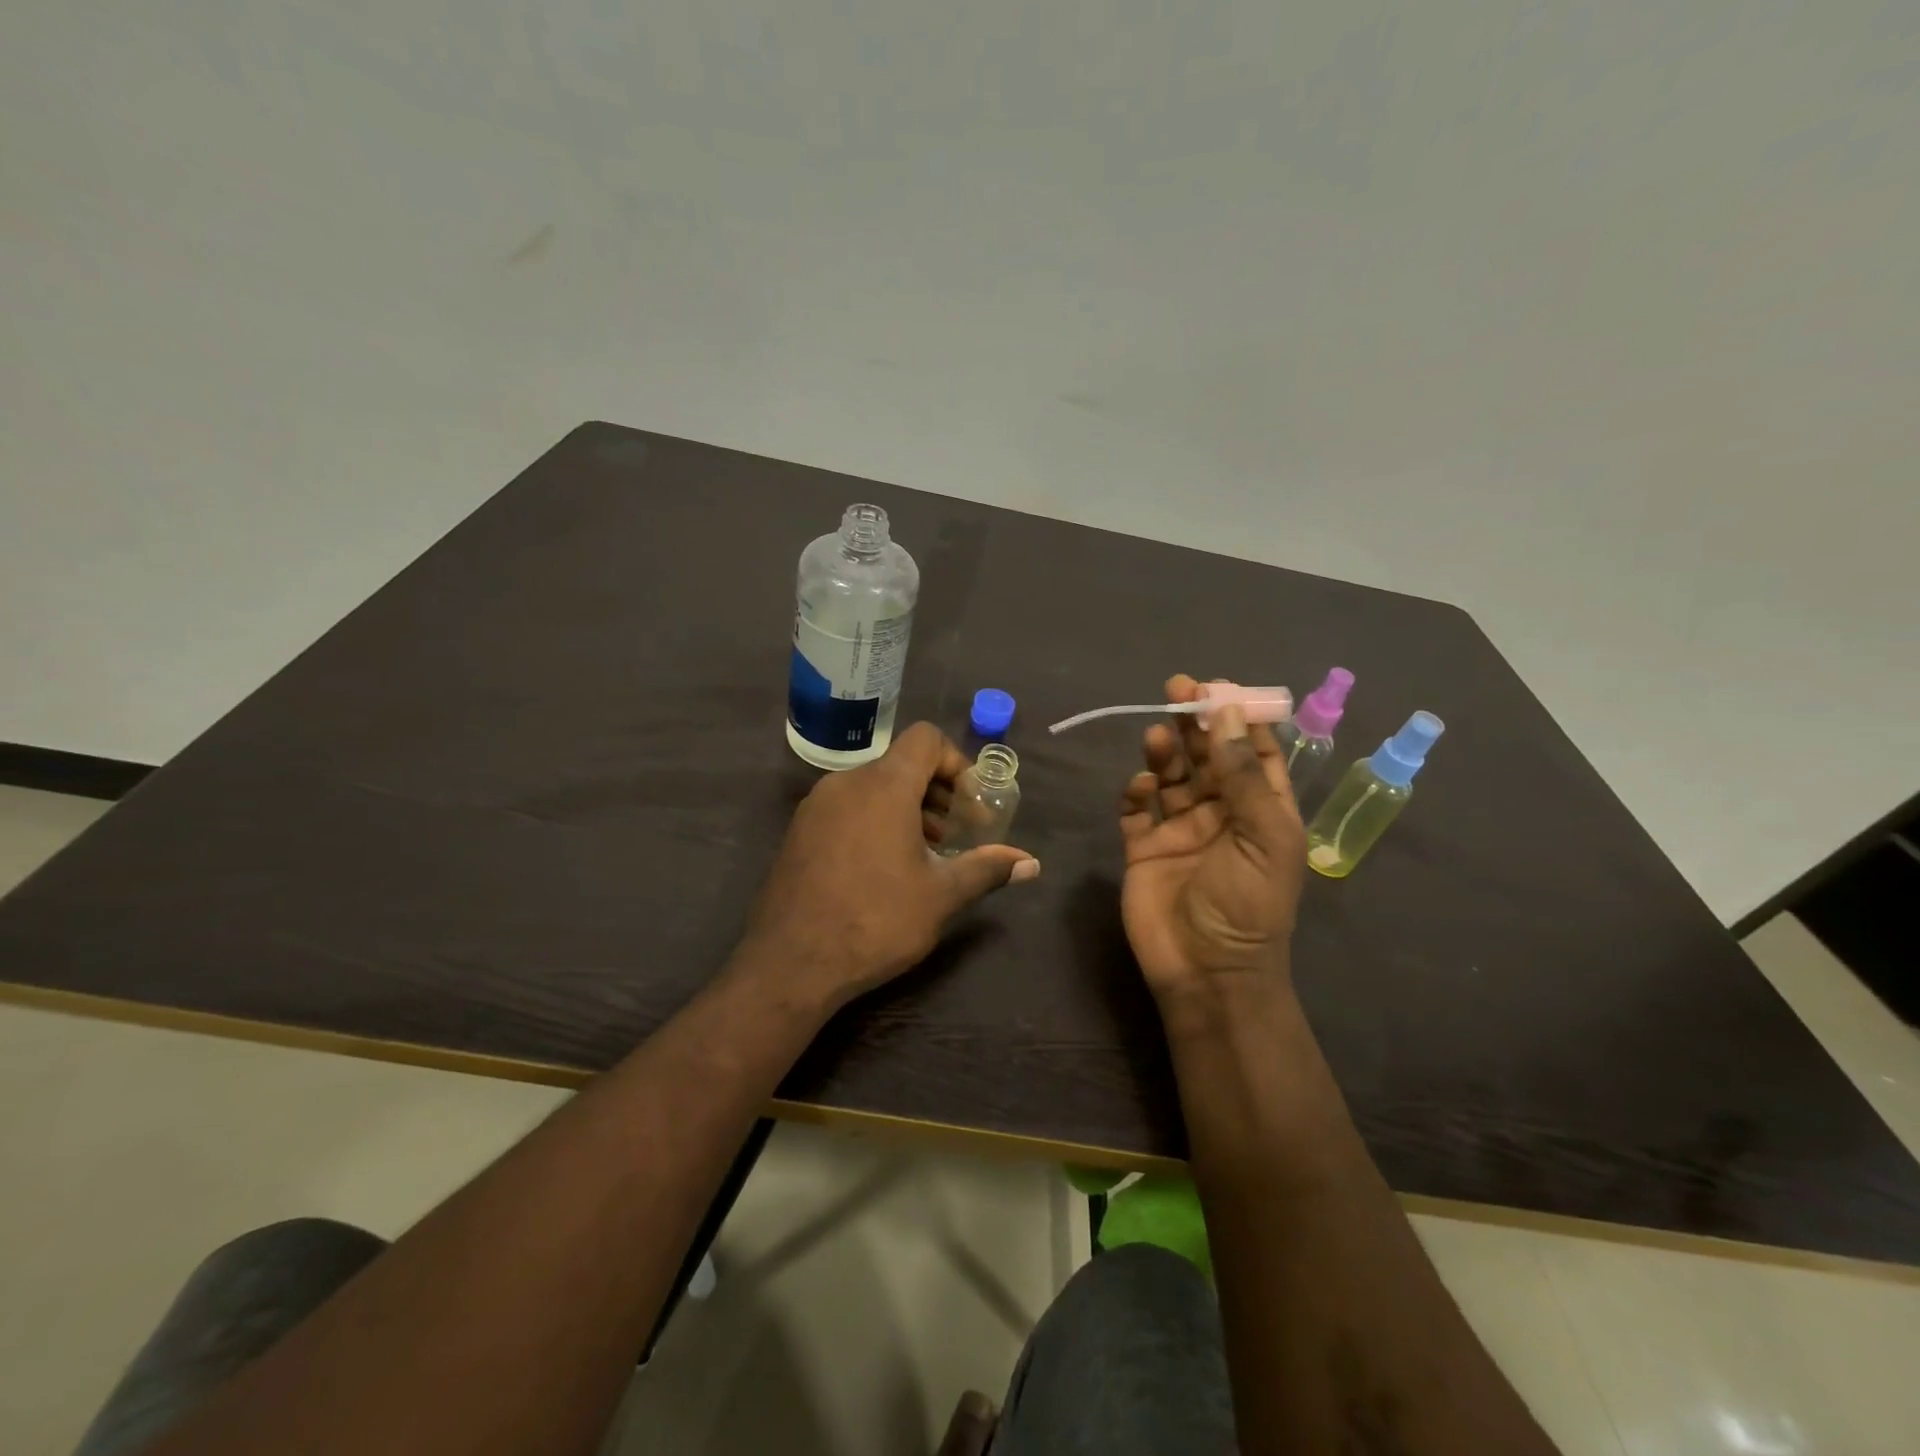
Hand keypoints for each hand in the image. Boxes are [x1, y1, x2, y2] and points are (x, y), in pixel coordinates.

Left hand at [740, 722, 1039, 1009]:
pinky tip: (883, 867)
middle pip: (901, 764)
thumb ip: (987, 869)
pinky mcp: (799, 830)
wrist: (789, 964)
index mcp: (884, 785)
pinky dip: (874, 819)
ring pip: (873, 786)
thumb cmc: (875, 921)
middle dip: (936, 792)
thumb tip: (1031, 863)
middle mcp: (846, 782)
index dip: (956, 763)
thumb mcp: (941, 896)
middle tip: (956, 834)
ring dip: (906, 808)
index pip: (926, 739)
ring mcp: (816, 805)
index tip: (970, 804)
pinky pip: (847, 806)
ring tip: (925, 853)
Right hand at [1119, 675, 1306, 1000]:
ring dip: (1165, 752)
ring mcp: (1179, 829)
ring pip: (1171, 776)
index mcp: (1260, 810)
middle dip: (1195, 722)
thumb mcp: (1263, 835)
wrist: (1207, 971)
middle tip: (1177, 687)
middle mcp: (1220, 813)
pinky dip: (1137, 792)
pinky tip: (1141, 787)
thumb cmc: (1248, 904)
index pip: (1254, 753)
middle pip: (1207, 756)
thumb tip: (1227, 711)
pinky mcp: (1143, 846)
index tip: (1219, 688)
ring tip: (1158, 735)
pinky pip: (1136, 808)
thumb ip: (1241, 774)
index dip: (1239, 718)